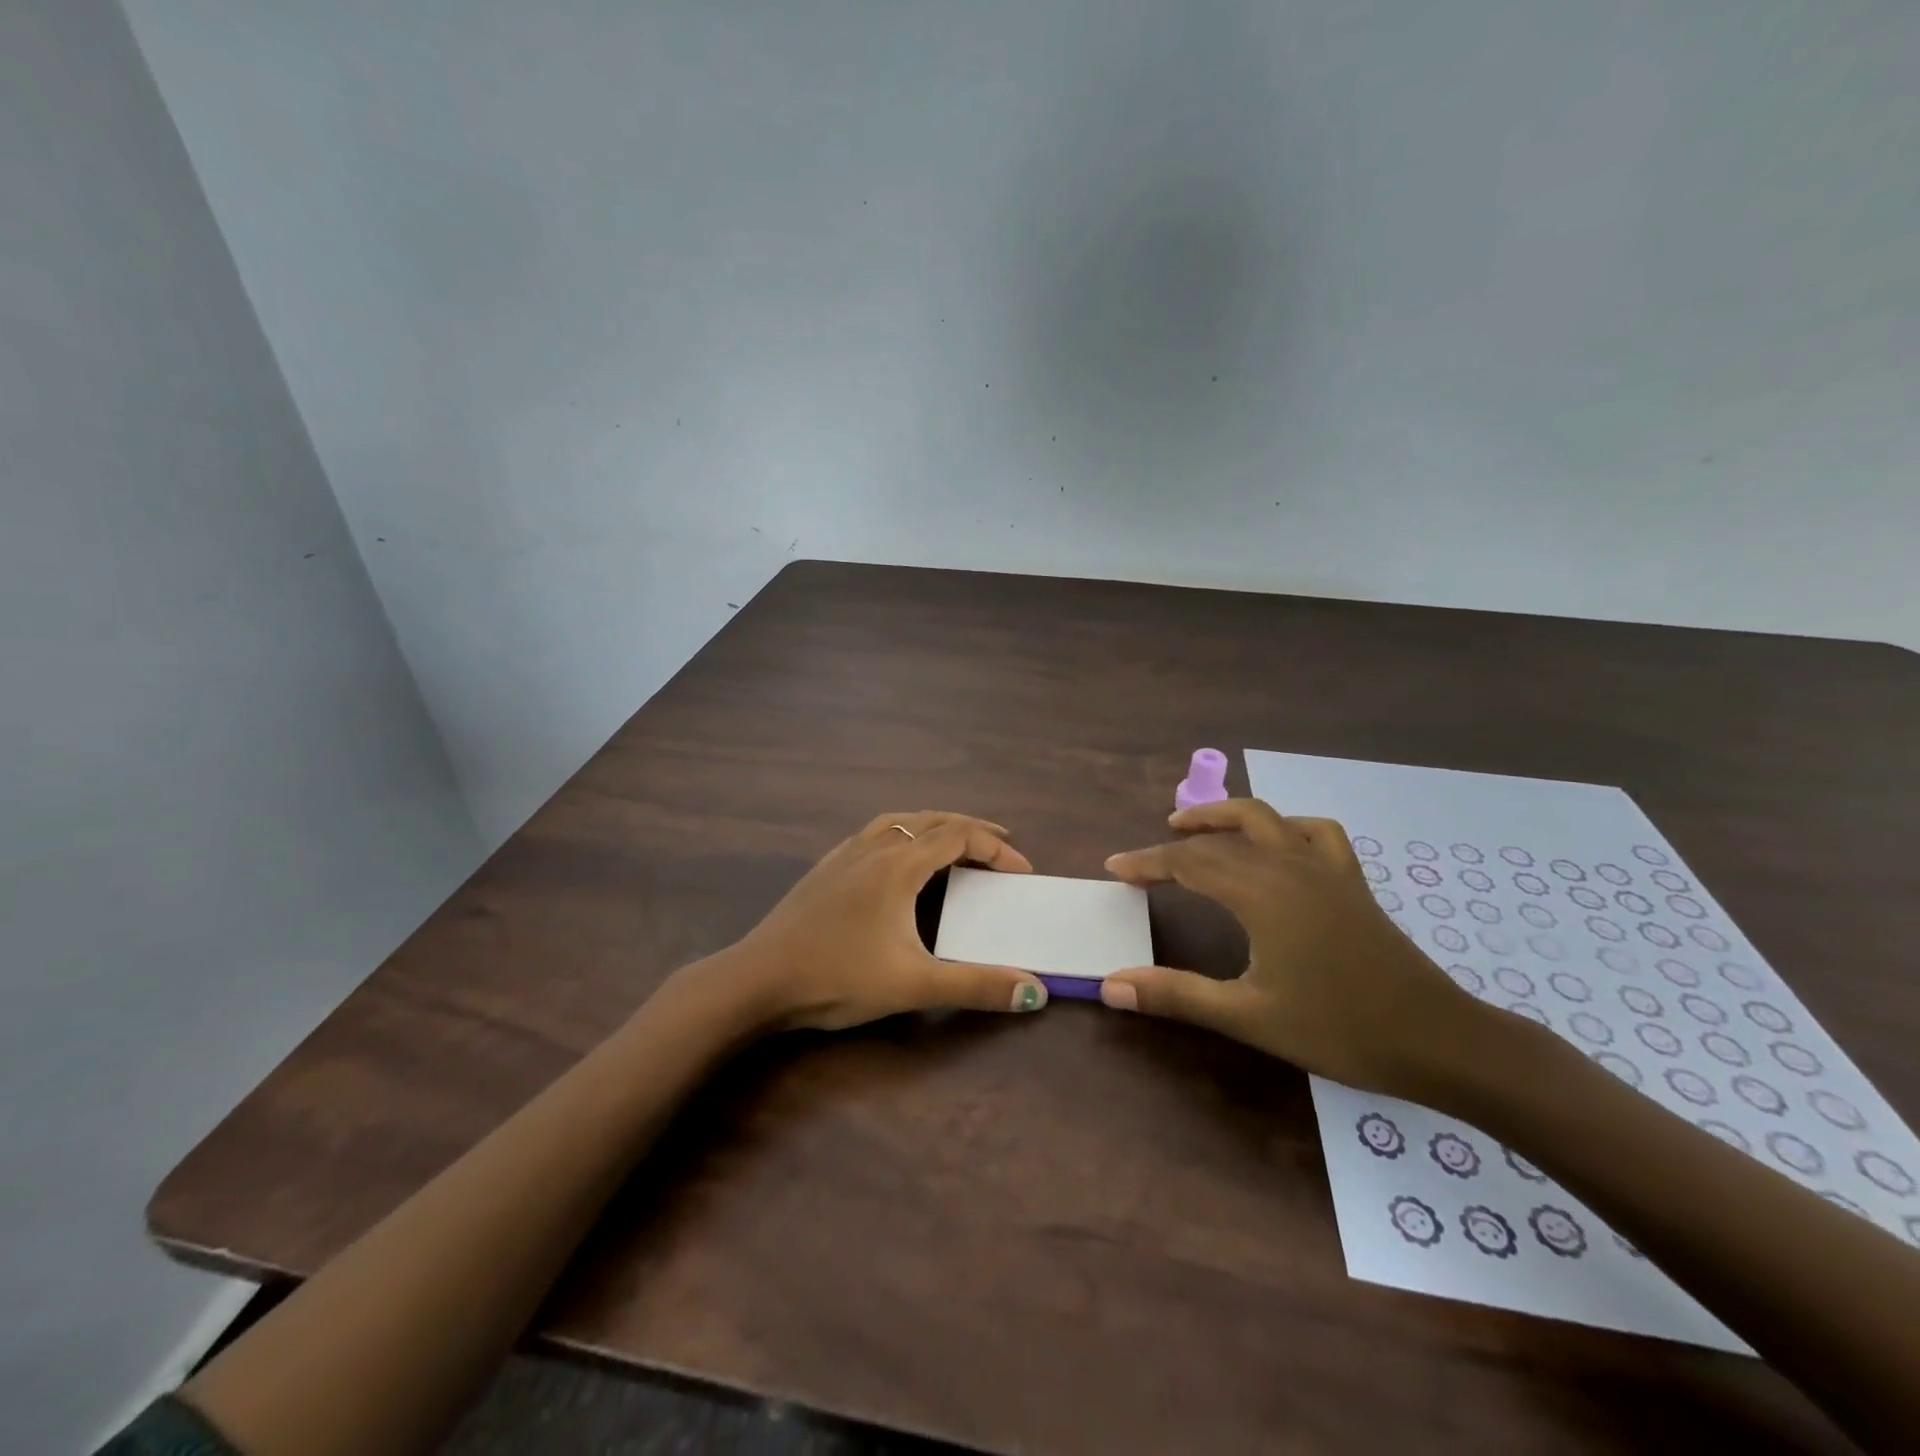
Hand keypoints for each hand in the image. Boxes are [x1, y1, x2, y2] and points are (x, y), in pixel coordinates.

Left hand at [720, 811, 1049, 1030]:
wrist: (757, 980)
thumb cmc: (837, 977)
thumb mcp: (913, 985)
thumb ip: (976, 986)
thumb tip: (1035, 990)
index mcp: (899, 865)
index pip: (960, 836)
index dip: (997, 848)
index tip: (1022, 872)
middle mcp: (874, 847)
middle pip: (933, 820)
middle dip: (973, 830)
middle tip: (1002, 848)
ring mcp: (845, 855)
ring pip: (900, 821)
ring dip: (935, 826)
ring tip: (954, 843)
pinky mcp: (825, 868)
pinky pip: (874, 833)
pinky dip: (903, 833)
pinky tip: (895, 857)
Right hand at [1101, 799, 1488, 1096]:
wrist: (1439, 1041)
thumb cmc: (1339, 1029)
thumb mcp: (1248, 1016)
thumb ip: (1176, 995)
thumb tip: (1110, 986)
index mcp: (1260, 892)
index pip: (1188, 862)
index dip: (1147, 863)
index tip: (1114, 869)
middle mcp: (1289, 865)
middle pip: (1220, 836)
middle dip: (1178, 840)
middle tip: (1148, 857)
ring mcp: (1326, 868)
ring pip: (1266, 818)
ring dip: (1225, 817)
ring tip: (1198, 829)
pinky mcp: (1352, 881)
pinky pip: (1314, 832)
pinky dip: (1285, 827)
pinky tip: (1278, 845)